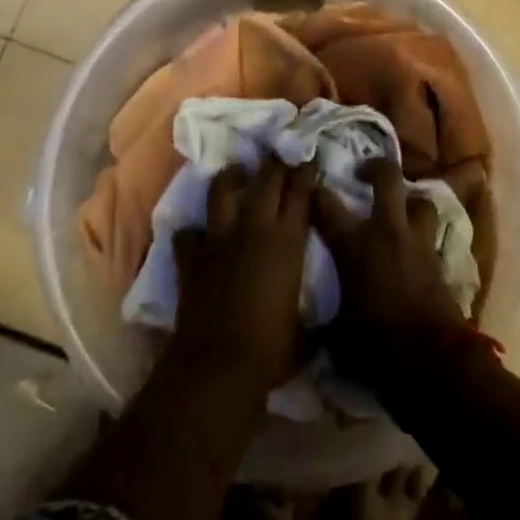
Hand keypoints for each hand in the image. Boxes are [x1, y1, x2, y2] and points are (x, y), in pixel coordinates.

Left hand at [170, 157, 315, 397]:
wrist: (218, 364)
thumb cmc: (271, 350)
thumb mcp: (307, 334)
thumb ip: (317, 321)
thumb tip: (331, 325)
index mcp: (287, 242)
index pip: (300, 194)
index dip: (305, 175)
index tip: (309, 161)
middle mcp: (254, 229)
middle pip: (266, 183)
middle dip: (275, 165)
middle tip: (280, 155)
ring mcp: (219, 239)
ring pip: (222, 192)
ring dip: (231, 177)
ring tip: (237, 171)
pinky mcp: (192, 257)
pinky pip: (188, 234)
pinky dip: (192, 232)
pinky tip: (196, 233)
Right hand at [311, 158, 467, 389]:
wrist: (431, 360)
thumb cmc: (375, 344)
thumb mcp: (337, 331)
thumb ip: (325, 317)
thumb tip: (312, 324)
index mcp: (354, 243)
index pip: (326, 204)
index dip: (315, 191)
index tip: (309, 186)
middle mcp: (386, 230)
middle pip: (387, 177)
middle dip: (375, 167)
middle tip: (364, 172)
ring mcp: (417, 241)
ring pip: (420, 200)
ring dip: (410, 201)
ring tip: (400, 208)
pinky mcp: (439, 259)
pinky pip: (432, 233)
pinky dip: (423, 234)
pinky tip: (415, 246)